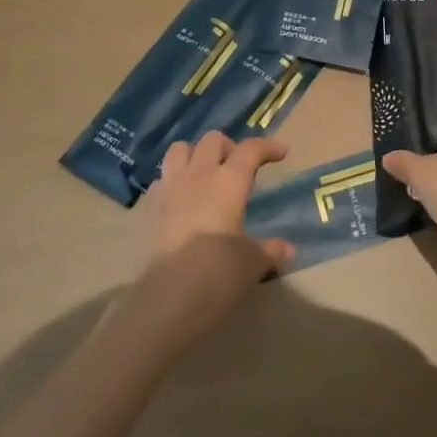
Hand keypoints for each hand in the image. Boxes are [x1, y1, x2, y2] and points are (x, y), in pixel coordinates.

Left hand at [129, 132, 294, 338]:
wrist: (168, 296)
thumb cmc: (219, 273)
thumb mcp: (252, 263)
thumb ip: (270, 250)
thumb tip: (288, 250)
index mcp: (229, 181)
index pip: (251, 149)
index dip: (268, 147)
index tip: (281, 153)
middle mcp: (199, 175)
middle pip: (213, 140)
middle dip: (229, 147)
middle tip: (239, 168)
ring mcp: (170, 188)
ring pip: (180, 149)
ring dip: (196, 155)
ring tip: (206, 174)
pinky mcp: (149, 207)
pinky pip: (162, 179)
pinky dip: (174, 181)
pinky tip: (181, 200)